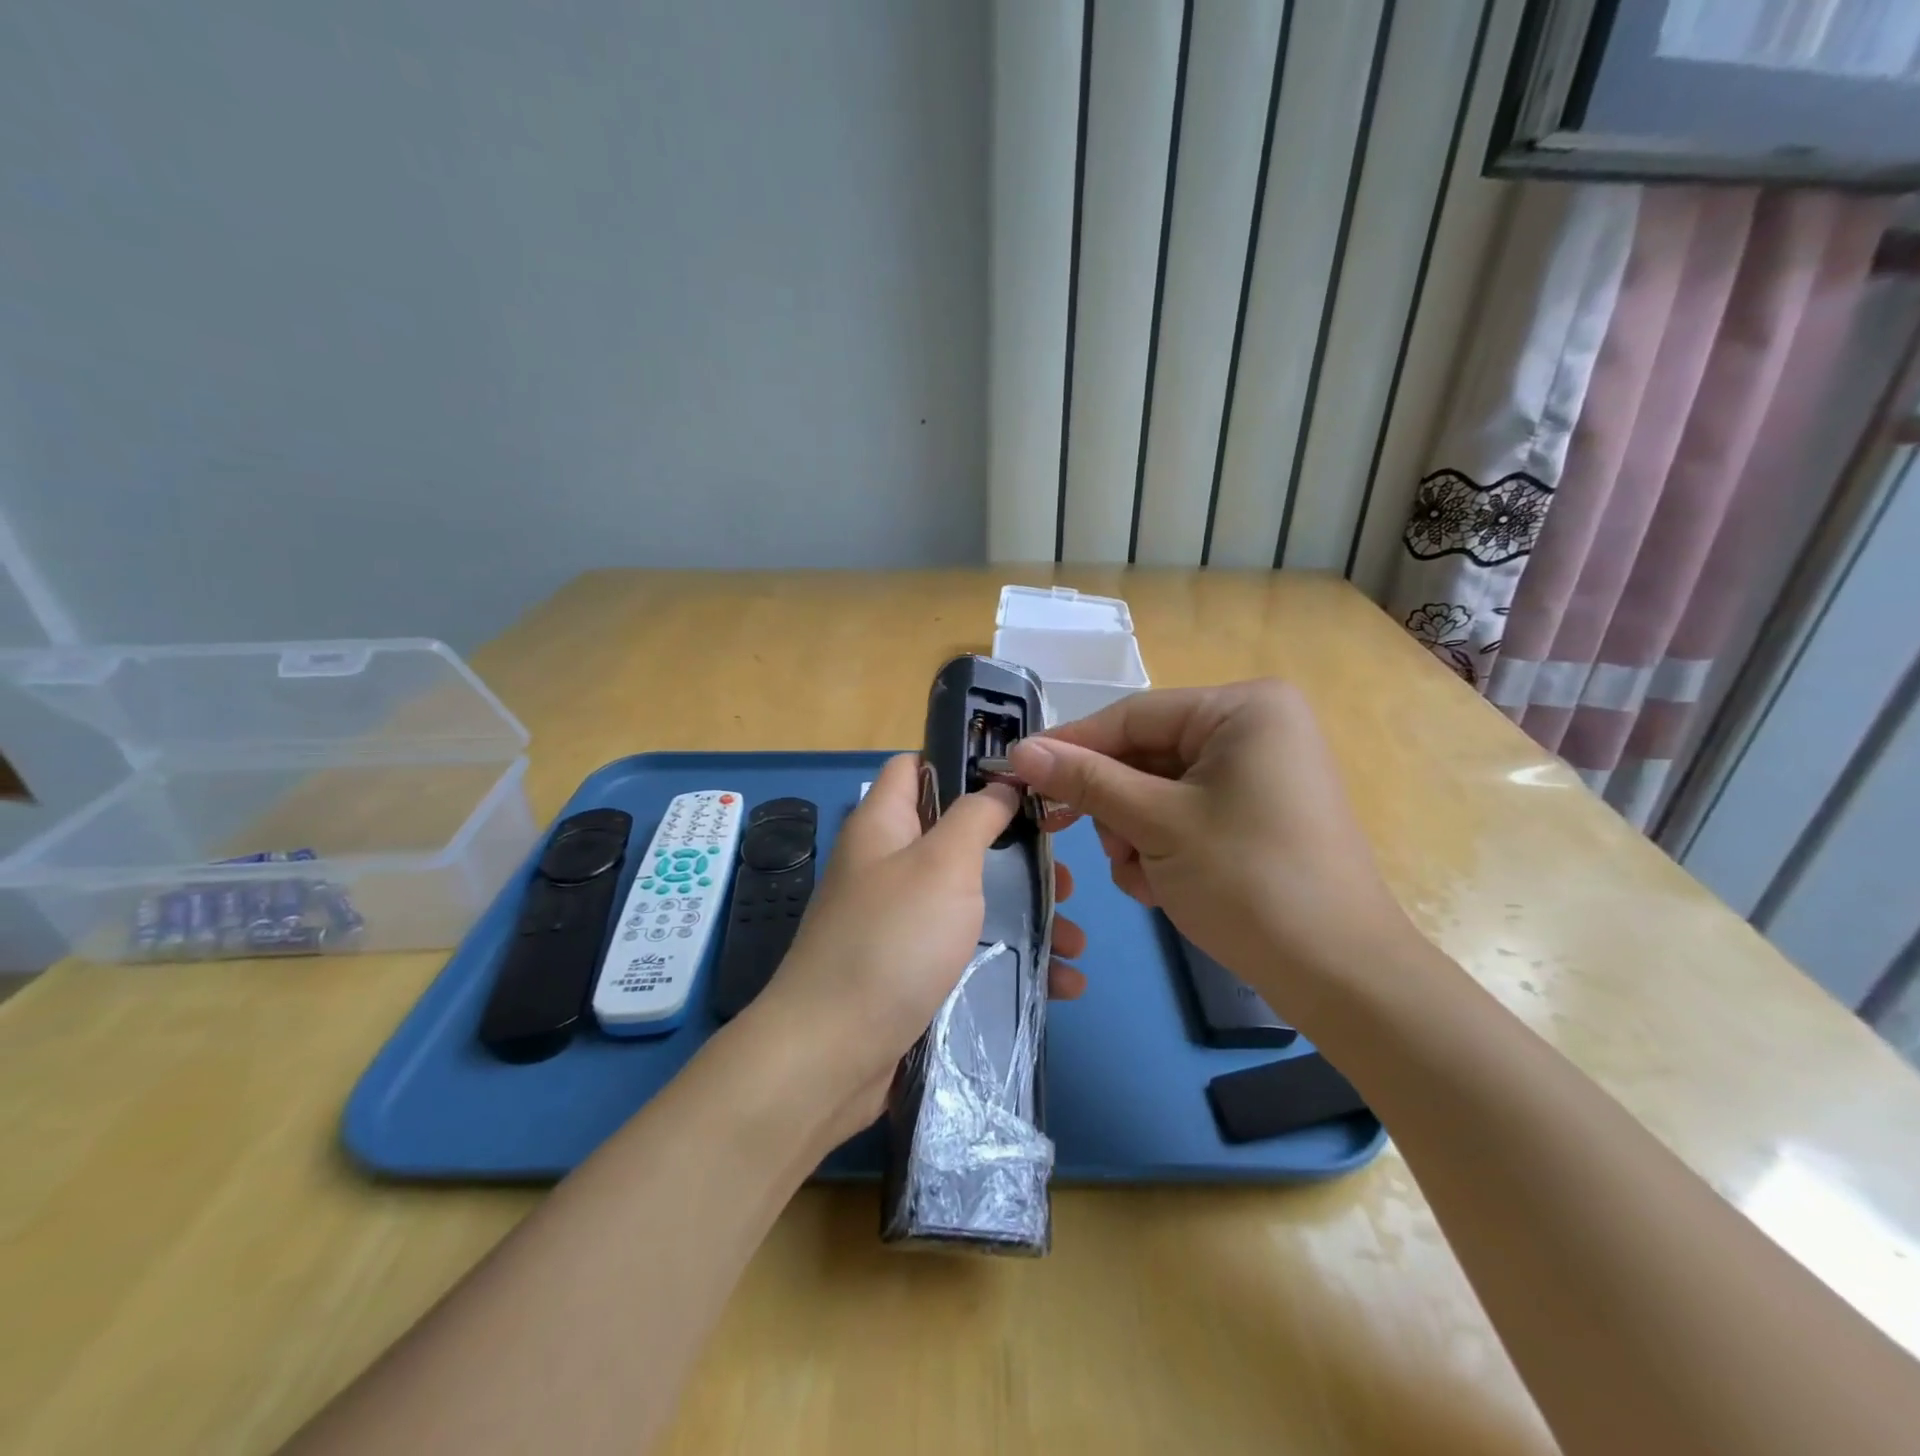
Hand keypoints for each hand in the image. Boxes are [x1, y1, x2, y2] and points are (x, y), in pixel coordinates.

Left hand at [743, 754, 1084, 1146]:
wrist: (832, 1055)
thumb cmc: (892, 940)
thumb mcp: (942, 864)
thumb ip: (975, 817)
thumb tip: (999, 785)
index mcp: (884, 826)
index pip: (916, 767)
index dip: (964, 763)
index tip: (1022, 779)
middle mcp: (888, 867)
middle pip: (958, 839)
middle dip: (1016, 854)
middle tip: (1063, 873)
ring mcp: (900, 923)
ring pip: (973, 900)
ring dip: (1027, 915)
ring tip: (1076, 939)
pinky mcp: (913, 972)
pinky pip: (970, 952)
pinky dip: (1013, 961)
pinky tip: (1062, 982)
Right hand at [1006, 680, 1411, 1007]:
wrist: (1340, 977)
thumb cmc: (1248, 882)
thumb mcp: (1156, 824)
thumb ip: (1086, 781)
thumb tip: (1020, 751)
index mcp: (1243, 709)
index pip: (1133, 716)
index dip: (1072, 745)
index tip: (1018, 770)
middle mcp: (1255, 729)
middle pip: (1147, 755)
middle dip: (1114, 805)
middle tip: (1078, 836)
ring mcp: (1260, 774)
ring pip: (1161, 790)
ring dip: (1135, 833)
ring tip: (1141, 876)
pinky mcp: (1258, 814)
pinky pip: (1187, 813)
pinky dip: (1164, 847)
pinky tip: (1161, 886)